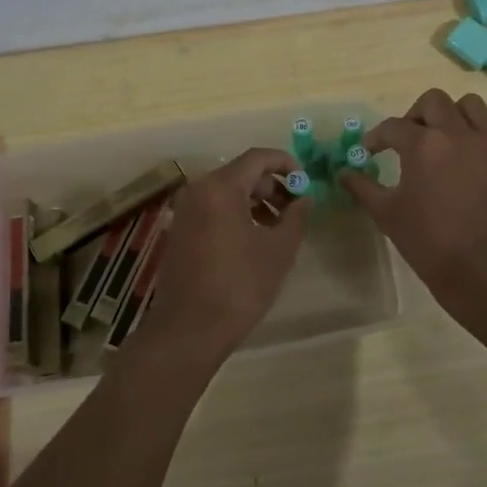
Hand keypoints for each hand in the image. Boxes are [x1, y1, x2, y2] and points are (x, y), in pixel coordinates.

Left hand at [141, 148, 309, 361]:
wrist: (190, 328)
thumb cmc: (240, 285)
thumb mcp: (279, 250)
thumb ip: (296, 216)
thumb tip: (304, 198)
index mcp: (220, 187)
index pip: (258, 157)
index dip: (286, 163)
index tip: (305, 181)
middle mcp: (198, 190)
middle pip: (242, 173)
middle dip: (272, 186)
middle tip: (296, 208)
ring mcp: (185, 210)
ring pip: (228, 191)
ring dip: (256, 202)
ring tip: (280, 227)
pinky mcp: (181, 229)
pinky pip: (214, 208)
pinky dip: (237, 213)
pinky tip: (255, 238)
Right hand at [341, 88, 486, 311]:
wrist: (485, 271)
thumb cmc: (429, 243)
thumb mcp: (387, 215)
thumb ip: (363, 187)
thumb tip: (343, 172)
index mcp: (423, 145)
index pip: (393, 127)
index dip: (377, 137)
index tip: (371, 150)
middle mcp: (459, 134)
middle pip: (434, 101)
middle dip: (416, 115)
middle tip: (411, 138)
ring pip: (472, 107)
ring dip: (454, 117)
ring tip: (447, 140)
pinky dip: (486, 140)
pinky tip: (478, 162)